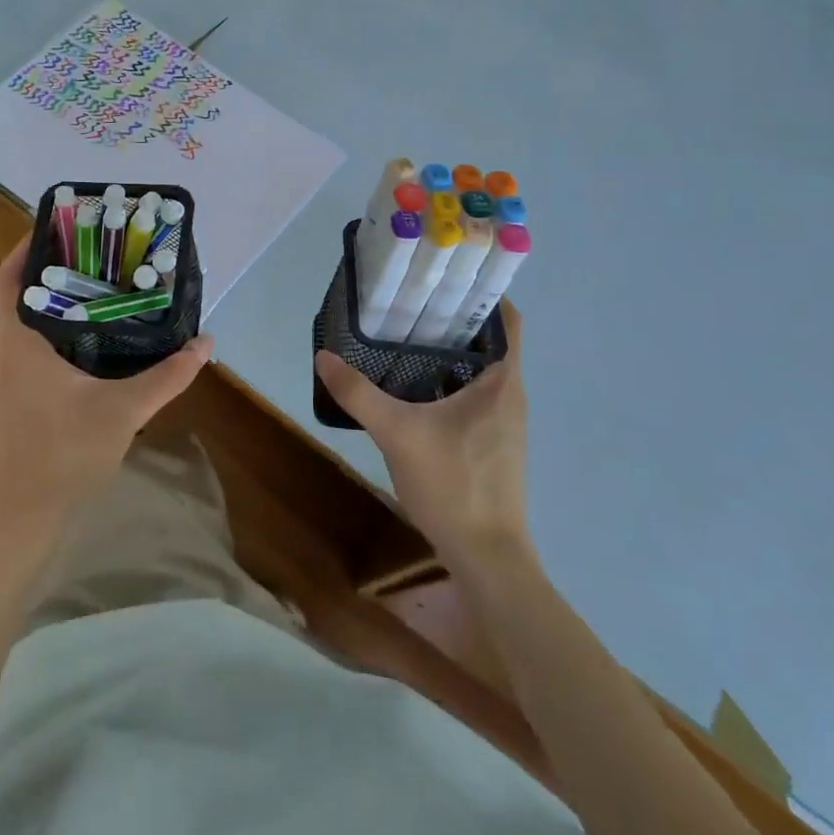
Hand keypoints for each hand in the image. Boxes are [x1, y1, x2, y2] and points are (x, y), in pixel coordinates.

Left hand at [0, 234, 214, 531]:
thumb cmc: (68, 455)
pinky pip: (17, 339)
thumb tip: (207, 342)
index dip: (32, 243)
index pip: (13, 273)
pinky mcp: (2, 391)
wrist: (26, 516)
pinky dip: (41, 323)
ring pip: (16, 316)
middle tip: (93, 250)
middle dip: (49, 265)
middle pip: (17, 289)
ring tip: (91, 282)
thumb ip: (169, 375)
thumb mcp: (125, 410)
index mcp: (18, 341)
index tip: (66, 225)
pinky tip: (78, 331)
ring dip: (45, 295)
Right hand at [314, 301, 533, 568]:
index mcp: (501, 380)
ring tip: (405, 334)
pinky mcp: (492, 442)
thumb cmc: (453, 485)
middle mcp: (510, 393)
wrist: (486, 557)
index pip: (507, 319)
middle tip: (410, 300)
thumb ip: (358, 393)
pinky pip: (474, 393)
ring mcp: (504, 421)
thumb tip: (323, 356)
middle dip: (453, 317)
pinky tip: (413, 386)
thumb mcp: (397, 433)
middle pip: (488, 340)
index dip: (482, 292)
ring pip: (480, 368)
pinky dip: (448, 379)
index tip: (445, 277)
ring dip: (449, 350)